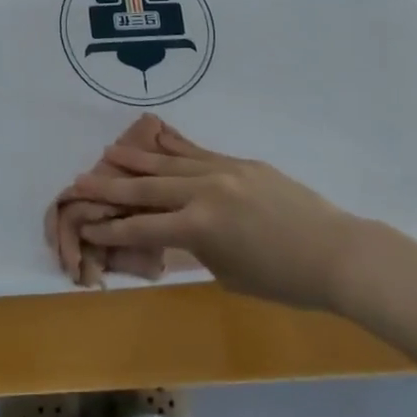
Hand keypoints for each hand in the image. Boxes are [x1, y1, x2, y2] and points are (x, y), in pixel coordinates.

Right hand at [67, 124, 371, 310]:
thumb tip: (179, 233)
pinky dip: (175, 146)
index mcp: (199, 227)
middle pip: (147, 187)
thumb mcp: (229, 274)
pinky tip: (157, 136)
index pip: (143, 227)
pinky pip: (198, 151)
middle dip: (112, 186)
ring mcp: (222, 170)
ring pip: (169, 162)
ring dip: (137, 158)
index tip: (86, 225)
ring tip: (110, 151)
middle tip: (81, 181)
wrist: (336, 253)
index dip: (112, 229)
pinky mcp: (239, 162)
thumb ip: (198, 249)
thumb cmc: (284, 280)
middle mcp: (204, 191)